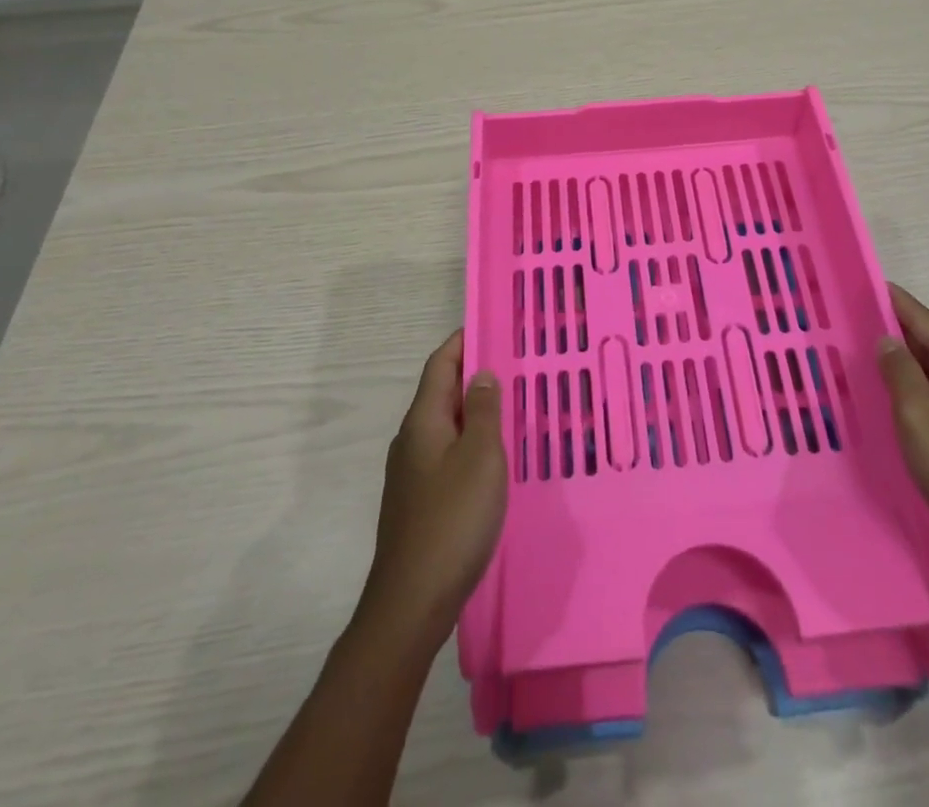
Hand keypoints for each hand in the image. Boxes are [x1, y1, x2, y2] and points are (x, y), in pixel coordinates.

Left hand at [359, 331, 507, 643]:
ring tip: (513, 406)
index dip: (463, 341)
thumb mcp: (481, 457)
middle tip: (516, 365)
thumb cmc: (452, 521)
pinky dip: (472, 442)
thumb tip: (482, 373)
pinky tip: (496, 458)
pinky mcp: (420, 501)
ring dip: (476, 410)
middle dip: (475, 374)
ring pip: (447, 425)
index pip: (441, 364)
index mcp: (424, 421)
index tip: (494, 325)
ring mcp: (413, 473)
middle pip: (443, 392)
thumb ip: (485, 411)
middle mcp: (412, 440)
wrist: (412, 603)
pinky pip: (448, 453)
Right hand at [877, 283, 928, 591]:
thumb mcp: (918, 413)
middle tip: (849, 321)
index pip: (923, 319)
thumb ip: (899, 370)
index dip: (891, 300)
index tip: (860, 283)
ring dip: (901, 364)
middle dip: (892, 331)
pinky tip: (890, 400)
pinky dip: (913, 391)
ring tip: (861, 356)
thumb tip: (887, 339)